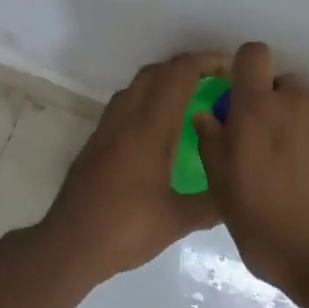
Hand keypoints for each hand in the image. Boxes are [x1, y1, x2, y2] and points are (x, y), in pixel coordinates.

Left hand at [41, 51, 227, 280]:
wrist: (69, 245)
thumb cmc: (125, 229)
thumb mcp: (178, 220)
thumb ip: (213, 203)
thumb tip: (239, 192)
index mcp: (149, 128)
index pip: (180, 74)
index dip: (208, 62)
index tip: (233, 72)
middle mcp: (125, 118)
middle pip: (157, 72)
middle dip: (189, 68)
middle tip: (218, 85)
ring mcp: (106, 129)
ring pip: (137, 87)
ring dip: (165, 83)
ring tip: (193, 103)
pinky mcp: (96, 143)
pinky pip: (125, 105)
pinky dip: (148, 101)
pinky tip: (163, 131)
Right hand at [193, 42, 308, 301]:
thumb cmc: (273, 236)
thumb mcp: (226, 198)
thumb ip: (214, 148)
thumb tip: (209, 117)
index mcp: (258, 113)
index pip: (252, 55)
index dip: (246, 71)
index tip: (243, 100)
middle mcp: (301, 104)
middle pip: (285, 86)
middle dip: (276, 109)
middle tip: (274, 152)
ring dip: (306, 131)